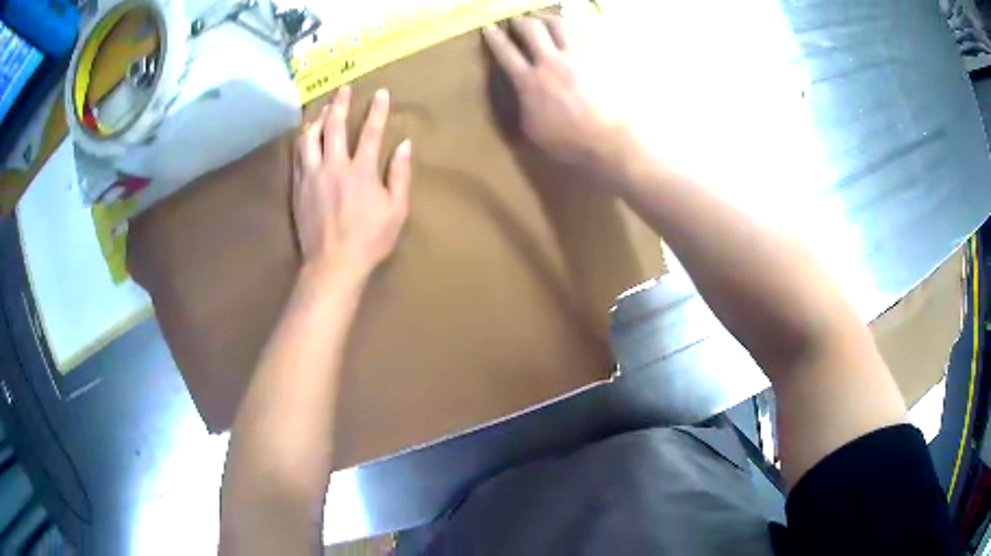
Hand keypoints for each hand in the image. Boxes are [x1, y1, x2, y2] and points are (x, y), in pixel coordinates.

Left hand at [293, 86, 411, 280]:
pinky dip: (302, 140)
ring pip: (310, 138)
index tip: (380, 92)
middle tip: (343, 88)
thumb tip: (405, 144)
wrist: (333, 264)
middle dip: (340, 104)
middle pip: (335, 126)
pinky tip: (304, 134)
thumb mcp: (397, 209)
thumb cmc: (370, 239)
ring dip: (317, 119)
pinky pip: (297, 156)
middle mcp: (334, 166)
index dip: (377, 110)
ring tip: (322, 108)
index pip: (371, 131)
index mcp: (361, 170)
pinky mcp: (299, 187)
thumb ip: (400, 174)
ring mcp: (313, 175)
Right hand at [482, 16, 620, 165]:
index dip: (495, 38)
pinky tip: (575, 29)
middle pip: (531, 29)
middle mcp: (550, 62)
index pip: (506, 52)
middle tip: (517, 21)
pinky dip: (577, 27)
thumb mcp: (532, 129)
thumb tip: (522, 94)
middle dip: (520, 21)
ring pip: (559, 25)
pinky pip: (586, 34)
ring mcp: (576, 58)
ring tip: (545, 20)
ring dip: (548, 19)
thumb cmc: (566, 140)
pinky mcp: (597, 59)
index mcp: (530, 81)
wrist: (605, 138)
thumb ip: (523, 105)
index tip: (489, 27)